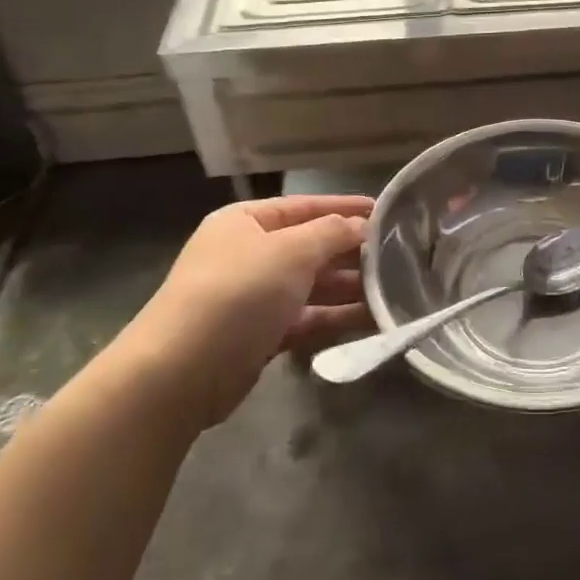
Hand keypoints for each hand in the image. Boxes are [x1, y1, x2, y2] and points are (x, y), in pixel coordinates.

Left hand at [134, 195, 373, 425]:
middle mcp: (248, 254)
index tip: (387, 212)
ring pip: (312, 285)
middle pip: (311, 247)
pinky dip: (335, 317)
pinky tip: (371, 319)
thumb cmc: (237, 293)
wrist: (181, 373)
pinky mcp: (261, 335)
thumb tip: (361, 226)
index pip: (305, 206)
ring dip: (350, 287)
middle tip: (399, 256)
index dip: (345, 207)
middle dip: (352, 252)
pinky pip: (307, 318)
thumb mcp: (291, 251)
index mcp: (245, 222)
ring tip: (394, 290)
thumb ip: (332, 232)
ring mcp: (254, 297)